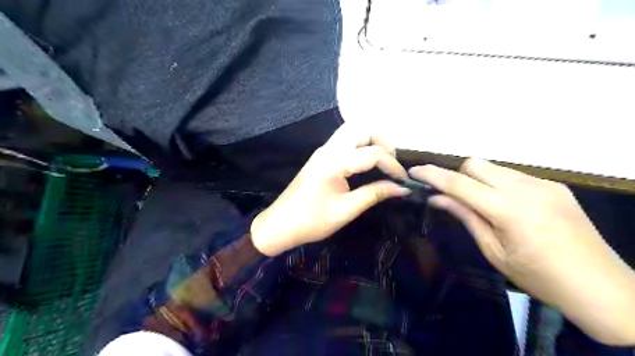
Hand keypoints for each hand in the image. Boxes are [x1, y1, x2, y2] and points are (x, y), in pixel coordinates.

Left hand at [253, 126, 411, 258]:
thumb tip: (402, 188)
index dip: (393, 166)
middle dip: (383, 142)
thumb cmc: (312, 221)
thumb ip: (375, 194)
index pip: (373, 153)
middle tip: (392, 165)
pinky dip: (361, 143)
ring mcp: (323, 150)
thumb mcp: (346, 210)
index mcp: (335, 162)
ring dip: (371, 139)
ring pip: (352, 129)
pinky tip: (366, 161)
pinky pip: (345, 138)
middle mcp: (329, 149)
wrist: (280, 224)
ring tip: (382, 162)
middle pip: (362, 128)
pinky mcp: (321, 155)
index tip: (405, 181)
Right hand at [410, 158, 633, 344]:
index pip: (459, 184)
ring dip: (478, 180)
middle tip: (455, 198)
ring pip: (494, 167)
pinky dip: (499, 184)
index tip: (414, 171)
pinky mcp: (554, 186)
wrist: (600, 286)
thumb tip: (436, 198)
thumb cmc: (538, 276)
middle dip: (458, 176)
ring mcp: (543, 183)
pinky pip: (514, 175)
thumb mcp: (493, 250)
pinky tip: (508, 207)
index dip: (433, 175)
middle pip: (475, 164)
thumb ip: (465, 217)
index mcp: (508, 209)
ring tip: (483, 205)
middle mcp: (525, 188)